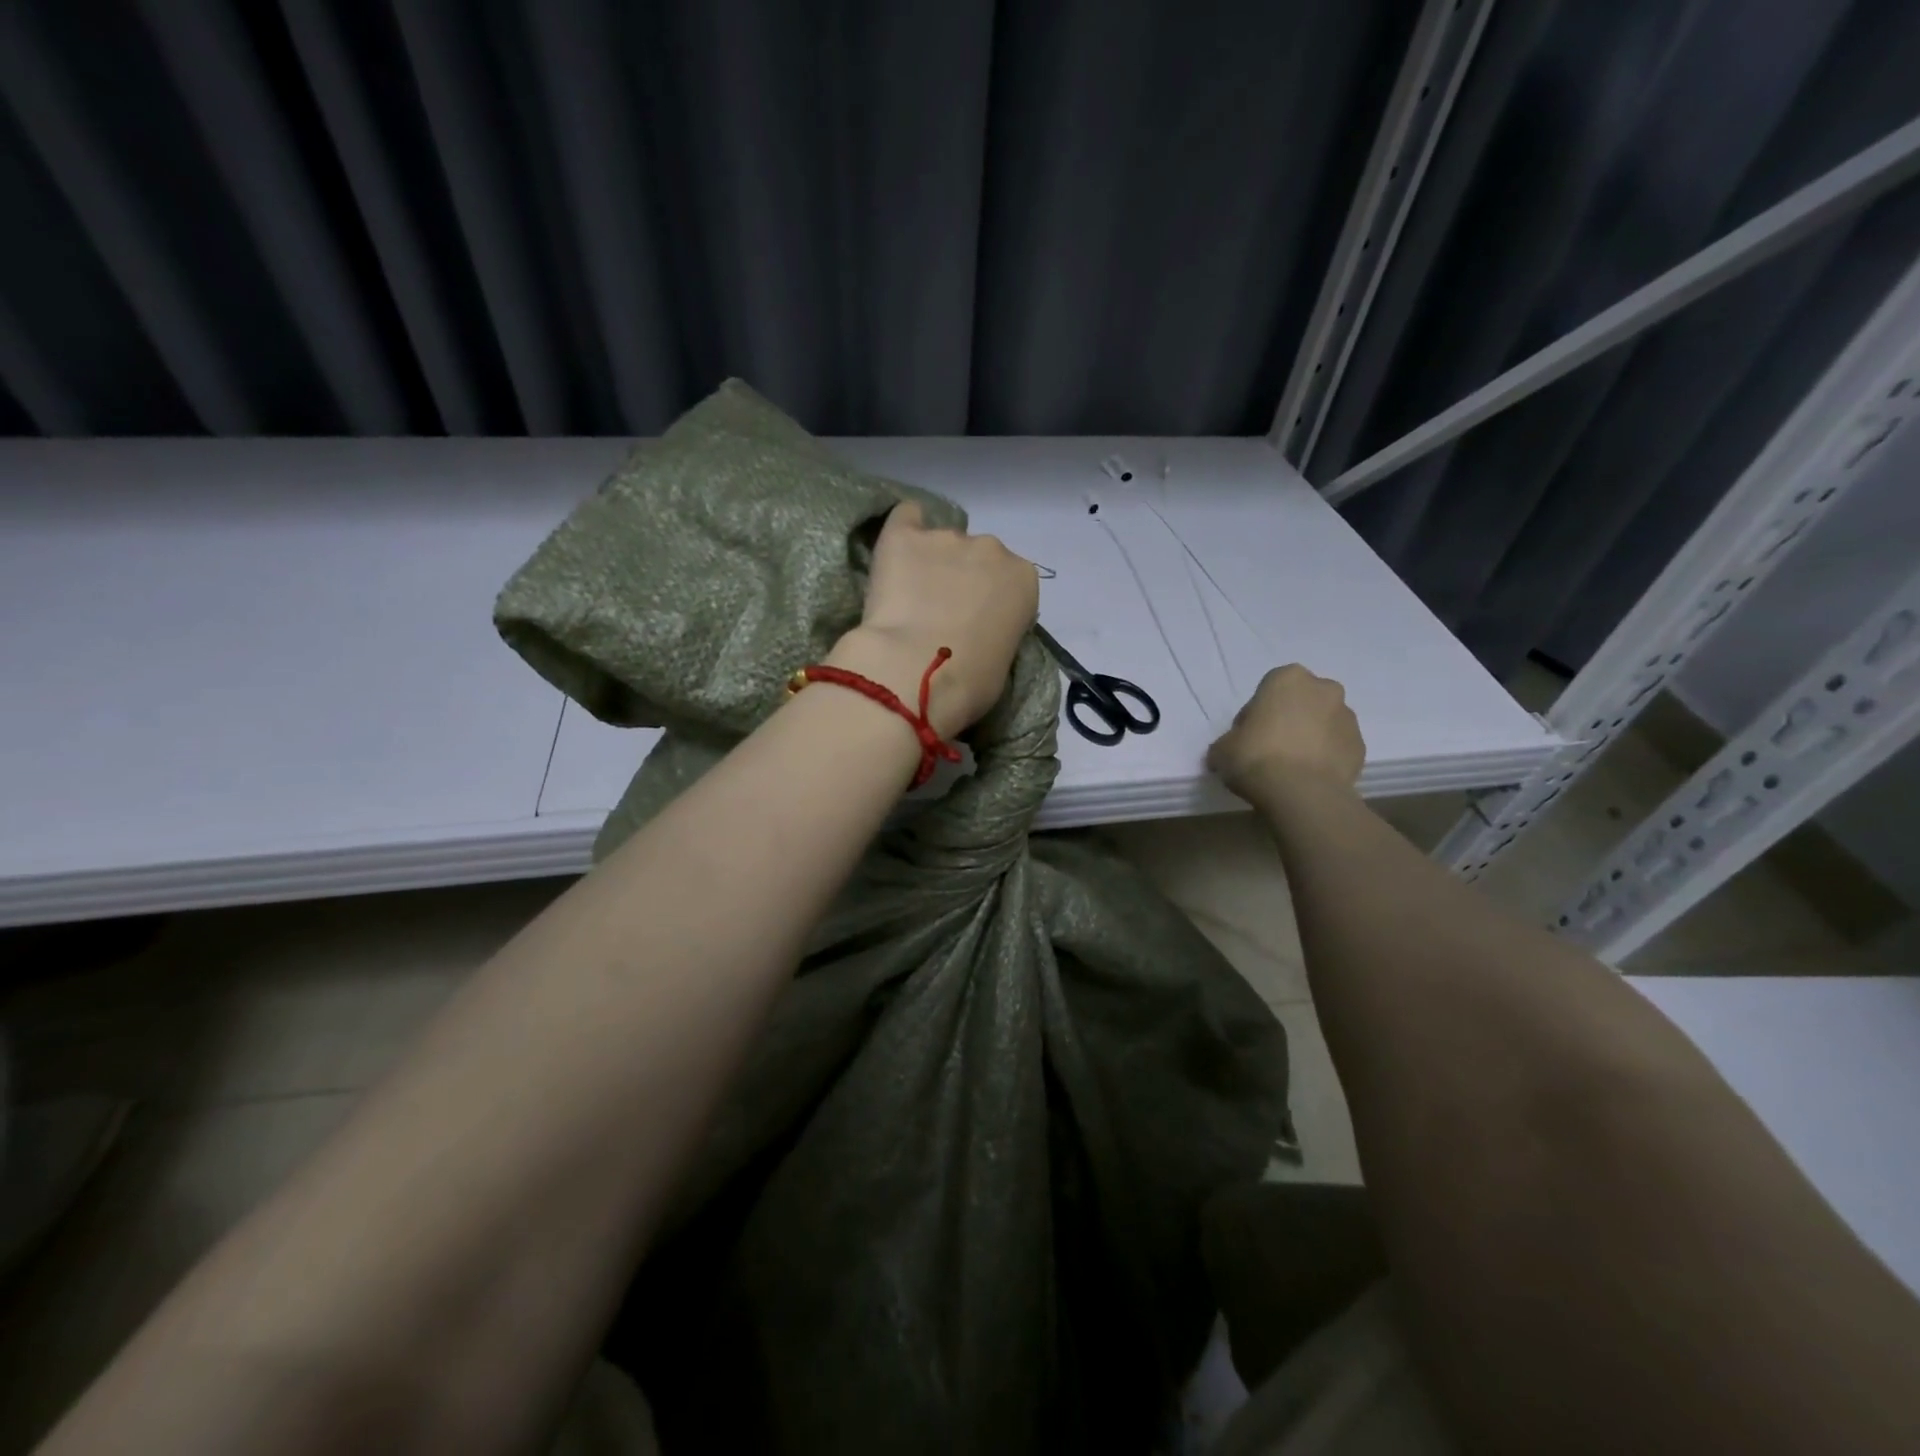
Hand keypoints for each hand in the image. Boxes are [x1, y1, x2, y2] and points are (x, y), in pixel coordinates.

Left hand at [828, 501, 1039, 735]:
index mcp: (1023, 579)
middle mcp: (991, 548)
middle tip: (939, 616)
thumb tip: (976, 633)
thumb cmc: (969, 682)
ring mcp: (946, 537)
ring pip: (940, 544)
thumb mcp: (1003, 662)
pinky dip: (903, 530)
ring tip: (908, 598)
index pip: (1011, 584)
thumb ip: (998, 633)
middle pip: (977, 559)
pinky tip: (894, 555)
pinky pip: (906, 517)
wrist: (916, 672)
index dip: (991, 605)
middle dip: (962, 581)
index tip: (975, 628)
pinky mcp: (903, 536)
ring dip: (930, 564)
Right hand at [1207, 664, 1365, 801]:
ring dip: (1310, 737)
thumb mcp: (1222, 749)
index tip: (1247, 737)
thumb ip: (1229, 741)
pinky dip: (1326, 758)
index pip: (1267, 690)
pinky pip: (1337, 747)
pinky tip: (1309, 777)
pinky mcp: (1360, 746)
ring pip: (1323, 723)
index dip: (1255, 715)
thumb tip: (1233, 749)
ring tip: (1292, 767)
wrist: (1301, 793)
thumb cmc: (1255, 757)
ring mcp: (1347, 718)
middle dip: (1289, 719)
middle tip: (1271, 748)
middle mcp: (1323, 689)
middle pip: (1302, 702)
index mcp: (1288, 678)